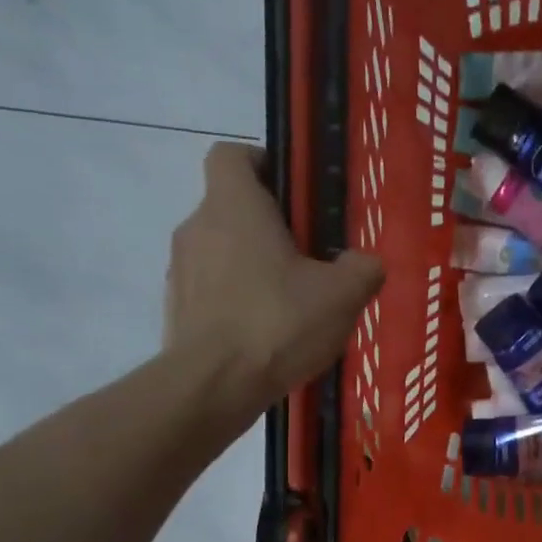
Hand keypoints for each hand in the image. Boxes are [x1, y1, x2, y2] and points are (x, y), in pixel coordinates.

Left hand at [166, 141, 383, 425]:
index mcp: (234, 207)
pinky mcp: (177, 309)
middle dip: (271, 225)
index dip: (262, 162)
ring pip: (222, 250)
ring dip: (254, 264)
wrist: (212, 386)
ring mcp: (180, 270)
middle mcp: (198, 227)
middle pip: (232, 206)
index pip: (232, 154)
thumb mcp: (342, 295)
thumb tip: (365, 263)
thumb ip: (362, 269)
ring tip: (293, 302)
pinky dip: (238, 299)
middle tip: (313, 256)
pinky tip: (269, 333)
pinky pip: (213, 289)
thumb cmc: (277, 322)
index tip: (295, 191)